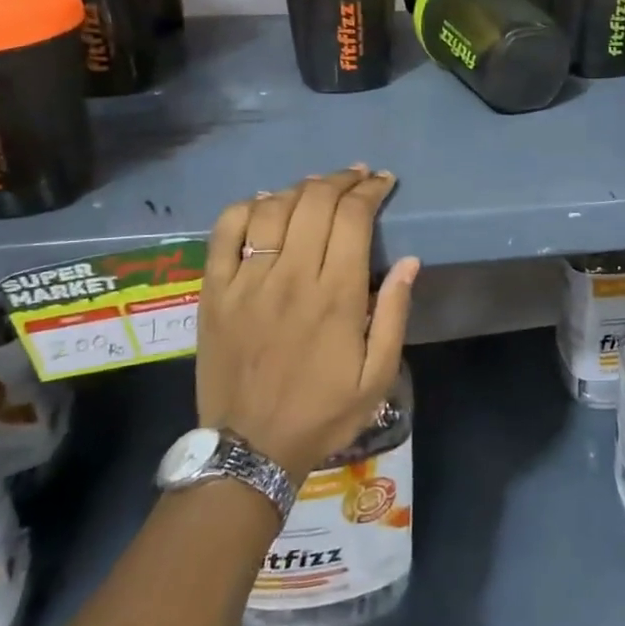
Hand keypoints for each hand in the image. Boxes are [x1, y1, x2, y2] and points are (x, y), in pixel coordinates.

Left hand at [199, 166, 419, 485]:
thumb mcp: (378, 376)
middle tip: (357, 176)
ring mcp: (247, 282)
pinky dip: (246, 207)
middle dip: (341, 180)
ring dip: (300, 188)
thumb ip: (395, 315)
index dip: (370, 190)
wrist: (250, 449)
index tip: (383, 181)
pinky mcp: (215, 292)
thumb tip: (410, 261)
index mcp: (336, 296)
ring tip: (317, 186)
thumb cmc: (323, 412)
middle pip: (315, 202)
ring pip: (273, 209)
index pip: (353, 218)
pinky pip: (225, 232)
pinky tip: (264, 203)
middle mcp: (291, 277)